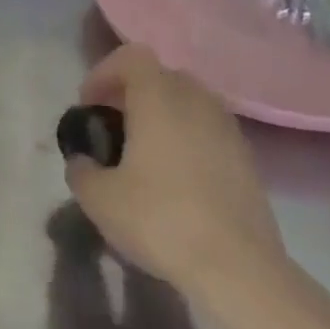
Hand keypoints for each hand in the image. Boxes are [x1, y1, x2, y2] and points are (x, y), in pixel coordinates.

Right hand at [64, 44, 289, 311]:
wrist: (240, 271)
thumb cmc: (161, 220)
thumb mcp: (98, 198)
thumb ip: (81, 169)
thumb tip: (83, 161)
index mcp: (159, 99)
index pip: (131, 57)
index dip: (104, 73)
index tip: (89, 106)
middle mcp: (197, 102)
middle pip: (162, 76)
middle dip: (133, 93)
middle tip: (114, 126)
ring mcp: (229, 130)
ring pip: (190, 103)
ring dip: (164, 116)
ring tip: (145, 153)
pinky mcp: (248, 161)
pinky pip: (210, 131)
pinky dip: (189, 140)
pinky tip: (176, 179)